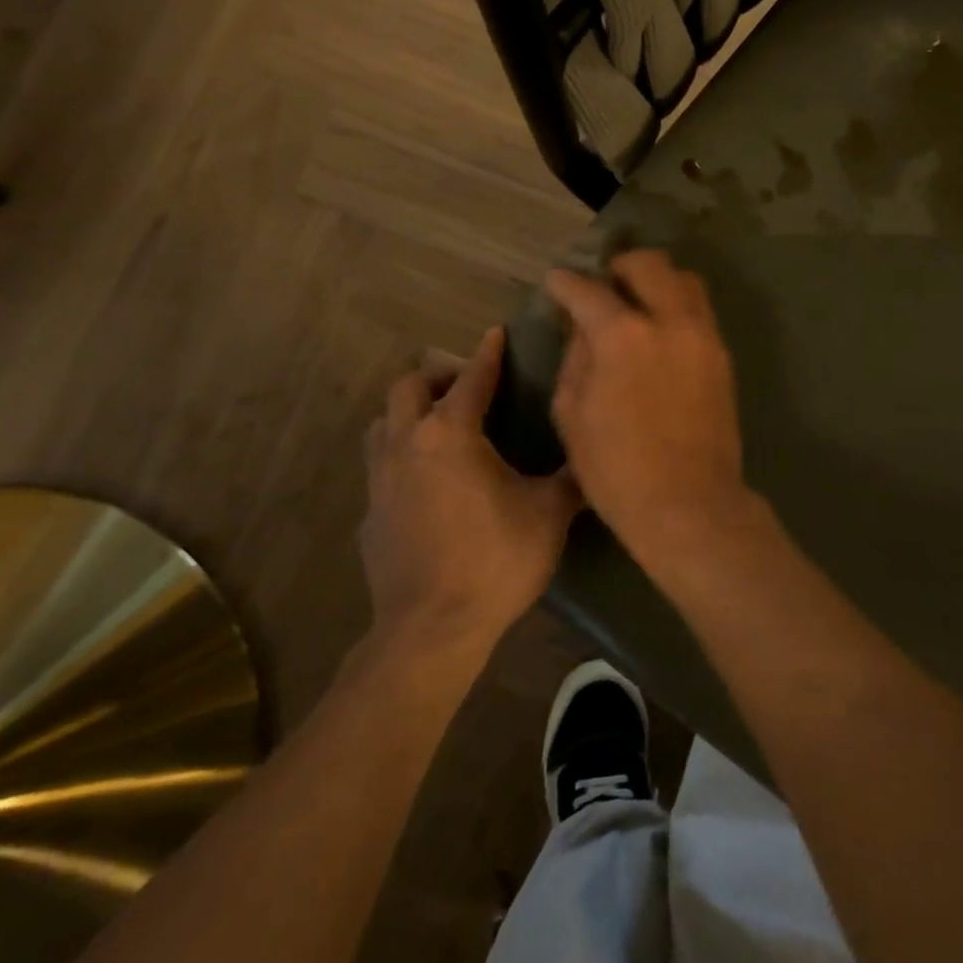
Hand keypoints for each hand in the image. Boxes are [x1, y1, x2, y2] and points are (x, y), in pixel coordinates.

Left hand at [360, 327, 579, 652]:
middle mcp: (407, 445)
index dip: (488, 353)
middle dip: (438, 375)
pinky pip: (380, 470)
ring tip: (440, 426)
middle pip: (408, 387)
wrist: (432, 629)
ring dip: (409, 413)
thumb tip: (593, 456)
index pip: (472, 378)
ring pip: (382, 424)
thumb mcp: (549, 514)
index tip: (496, 333)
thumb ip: (570, 477)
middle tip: (468, 386)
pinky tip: (427, 486)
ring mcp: (379, 481)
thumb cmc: (496, 560)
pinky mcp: (369, 516)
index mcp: (450, 434)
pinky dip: (402, 460)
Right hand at [545, 250, 750, 564]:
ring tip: (637, 304)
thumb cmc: (616, 469)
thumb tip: (583, 328)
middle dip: (619, 267)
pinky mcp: (722, 356)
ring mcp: (703, 336)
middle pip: (648, 264)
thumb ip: (575, 357)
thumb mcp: (571, 413)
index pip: (588, 289)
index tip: (557, 282)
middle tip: (604, 288)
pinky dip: (676, 306)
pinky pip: (699, 310)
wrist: (689, 504)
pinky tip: (660, 332)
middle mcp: (669, 321)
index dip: (565, 282)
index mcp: (622, 335)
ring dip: (656, 281)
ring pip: (685, 279)